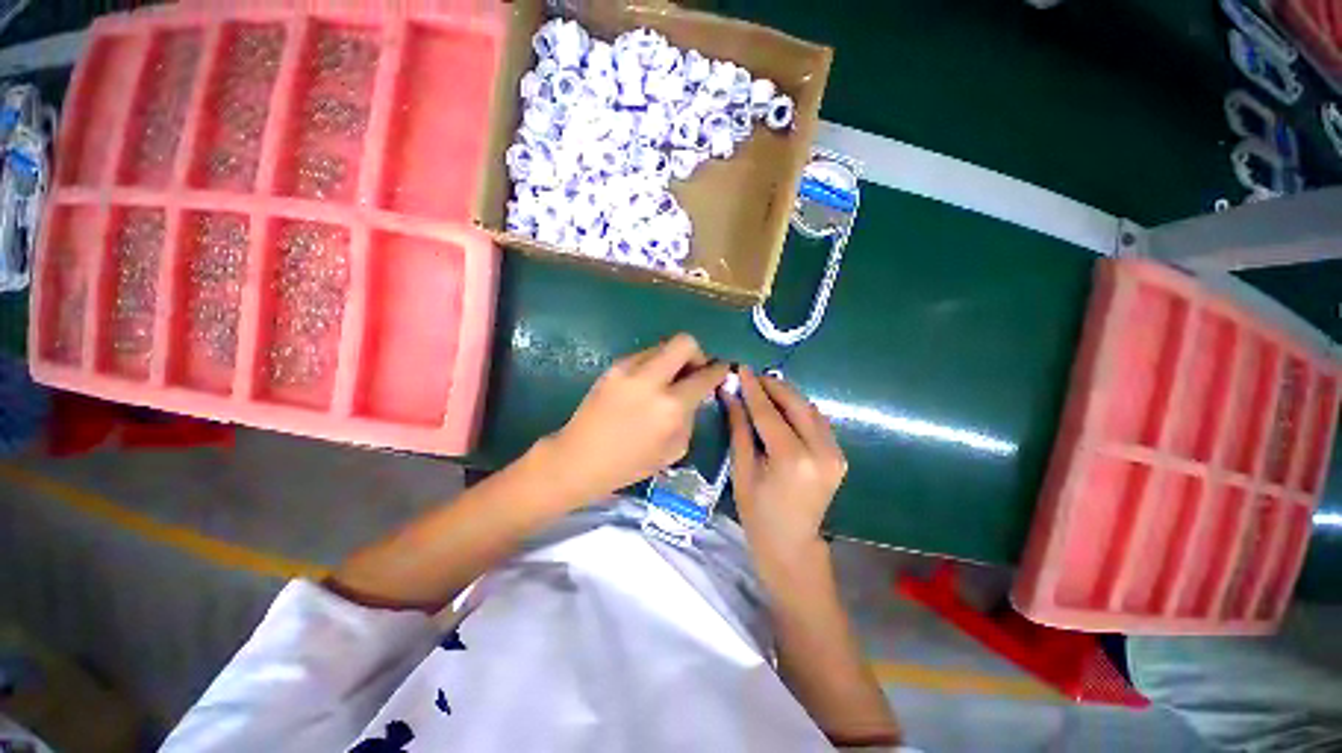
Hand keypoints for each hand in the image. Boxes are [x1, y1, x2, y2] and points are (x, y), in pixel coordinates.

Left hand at [539, 333, 728, 505]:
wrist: (579, 458)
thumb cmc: (630, 464)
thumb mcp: (674, 449)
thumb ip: (690, 416)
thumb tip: (696, 395)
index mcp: (671, 407)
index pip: (704, 376)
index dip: (719, 370)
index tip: (722, 370)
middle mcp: (651, 380)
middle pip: (685, 342)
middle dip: (697, 353)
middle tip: (694, 370)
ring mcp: (628, 369)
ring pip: (662, 346)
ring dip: (673, 359)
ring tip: (668, 380)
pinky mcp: (613, 367)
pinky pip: (643, 355)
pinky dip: (653, 364)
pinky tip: (646, 384)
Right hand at [725, 368, 846, 571]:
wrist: (792, 545)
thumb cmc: (758, 513)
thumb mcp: (742, 470)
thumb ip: (739, 428)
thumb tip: (730, 394)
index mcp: (792, 459)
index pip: (769, 413)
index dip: (753, 389)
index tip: (741, 368)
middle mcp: (820, 452)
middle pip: (796, 405)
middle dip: (773, 386)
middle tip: (752, 375)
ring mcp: (835, 454)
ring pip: (810, 409)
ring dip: (787, 395)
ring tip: (763, 388)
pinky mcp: (839, 456)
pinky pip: (817, 422)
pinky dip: (799, 409)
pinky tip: (782, 406)